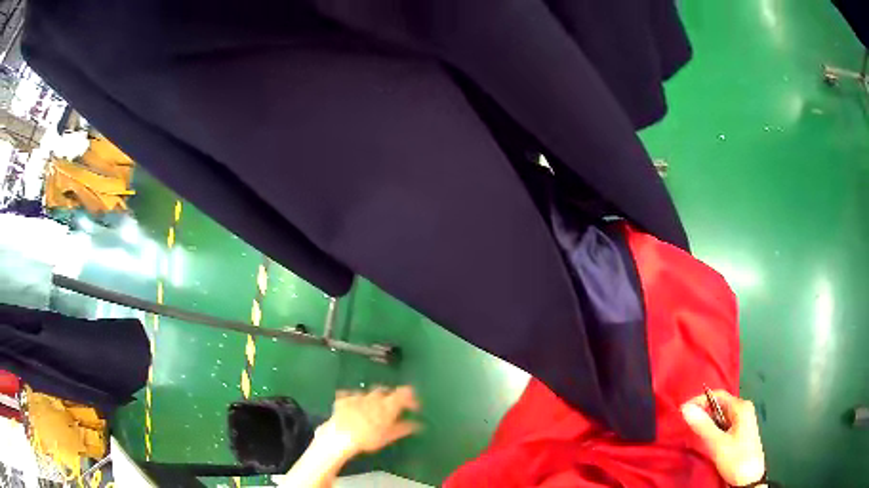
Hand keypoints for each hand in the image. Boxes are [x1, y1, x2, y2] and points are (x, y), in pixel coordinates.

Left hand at [317, 385, 420, 457]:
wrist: (341, 435)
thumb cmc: (368, 437)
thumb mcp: (389, 436)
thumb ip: (403, 428)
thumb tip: (417, 425)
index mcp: (388, 404)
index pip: (404, 393)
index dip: (411, 397)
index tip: (414, 406)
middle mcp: (374, 396)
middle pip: (385, 391)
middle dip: (390, 397)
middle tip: (392, 408)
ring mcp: (357, 396)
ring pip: (368, 393)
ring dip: (373, 399)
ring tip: (372, 410)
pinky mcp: (343, 399)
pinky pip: (351, 396)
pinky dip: (355, 401)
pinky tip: (354, 408)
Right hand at [681, 390, 765, 486]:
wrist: (749, 479)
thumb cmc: (736, 459)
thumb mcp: (718, 444)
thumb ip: (703, 426)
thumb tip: (686, 408)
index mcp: (741, 407)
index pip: (718, 395)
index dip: (700, 400)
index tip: (682, 411)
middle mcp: (744, 410)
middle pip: (720, 405)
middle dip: (703, 412)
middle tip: (685, 423)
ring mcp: (743, 421)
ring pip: (721, 416)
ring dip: (707, 422)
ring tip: (693, 431)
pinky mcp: (740, 432)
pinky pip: (724, 424)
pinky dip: (713, 429)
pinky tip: (706, 439)